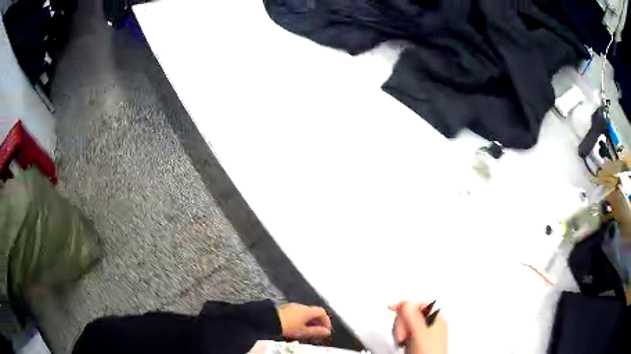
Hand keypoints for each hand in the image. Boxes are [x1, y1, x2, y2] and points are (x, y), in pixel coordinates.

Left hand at [277, 303, 331, 339]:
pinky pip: (297, 313)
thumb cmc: (285, 325)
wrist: (267, 320)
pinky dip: (301, 319)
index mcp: (307, 310)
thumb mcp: (303, 332)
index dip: (326, 321)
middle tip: (318, 331)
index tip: (326, 330)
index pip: (322, 312)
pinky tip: (297, 326)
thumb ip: (316, 332)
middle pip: (314, 312)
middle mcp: (300, 306)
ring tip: (308, 330)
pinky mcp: (284, 308)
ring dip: (309, 321)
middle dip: (318, 322)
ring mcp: (291, 306)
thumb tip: (325, 332)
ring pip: (305, 313)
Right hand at [390, 301, 447, 353]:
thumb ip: (413, 316)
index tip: (393, 307)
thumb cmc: (429, 352)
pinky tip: (402, 343)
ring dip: (401, 330)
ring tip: (402, 339)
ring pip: (408, 324)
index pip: (419, 304)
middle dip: (402, 322)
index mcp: (435, 318)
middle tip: (401, 333)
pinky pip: (408, 333)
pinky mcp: (419, 342)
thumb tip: (406, 303)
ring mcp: (426, 334)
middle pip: (412, 314)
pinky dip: (403, 336)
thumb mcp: (419, 332)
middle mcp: (432, 325)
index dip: (406, 305)